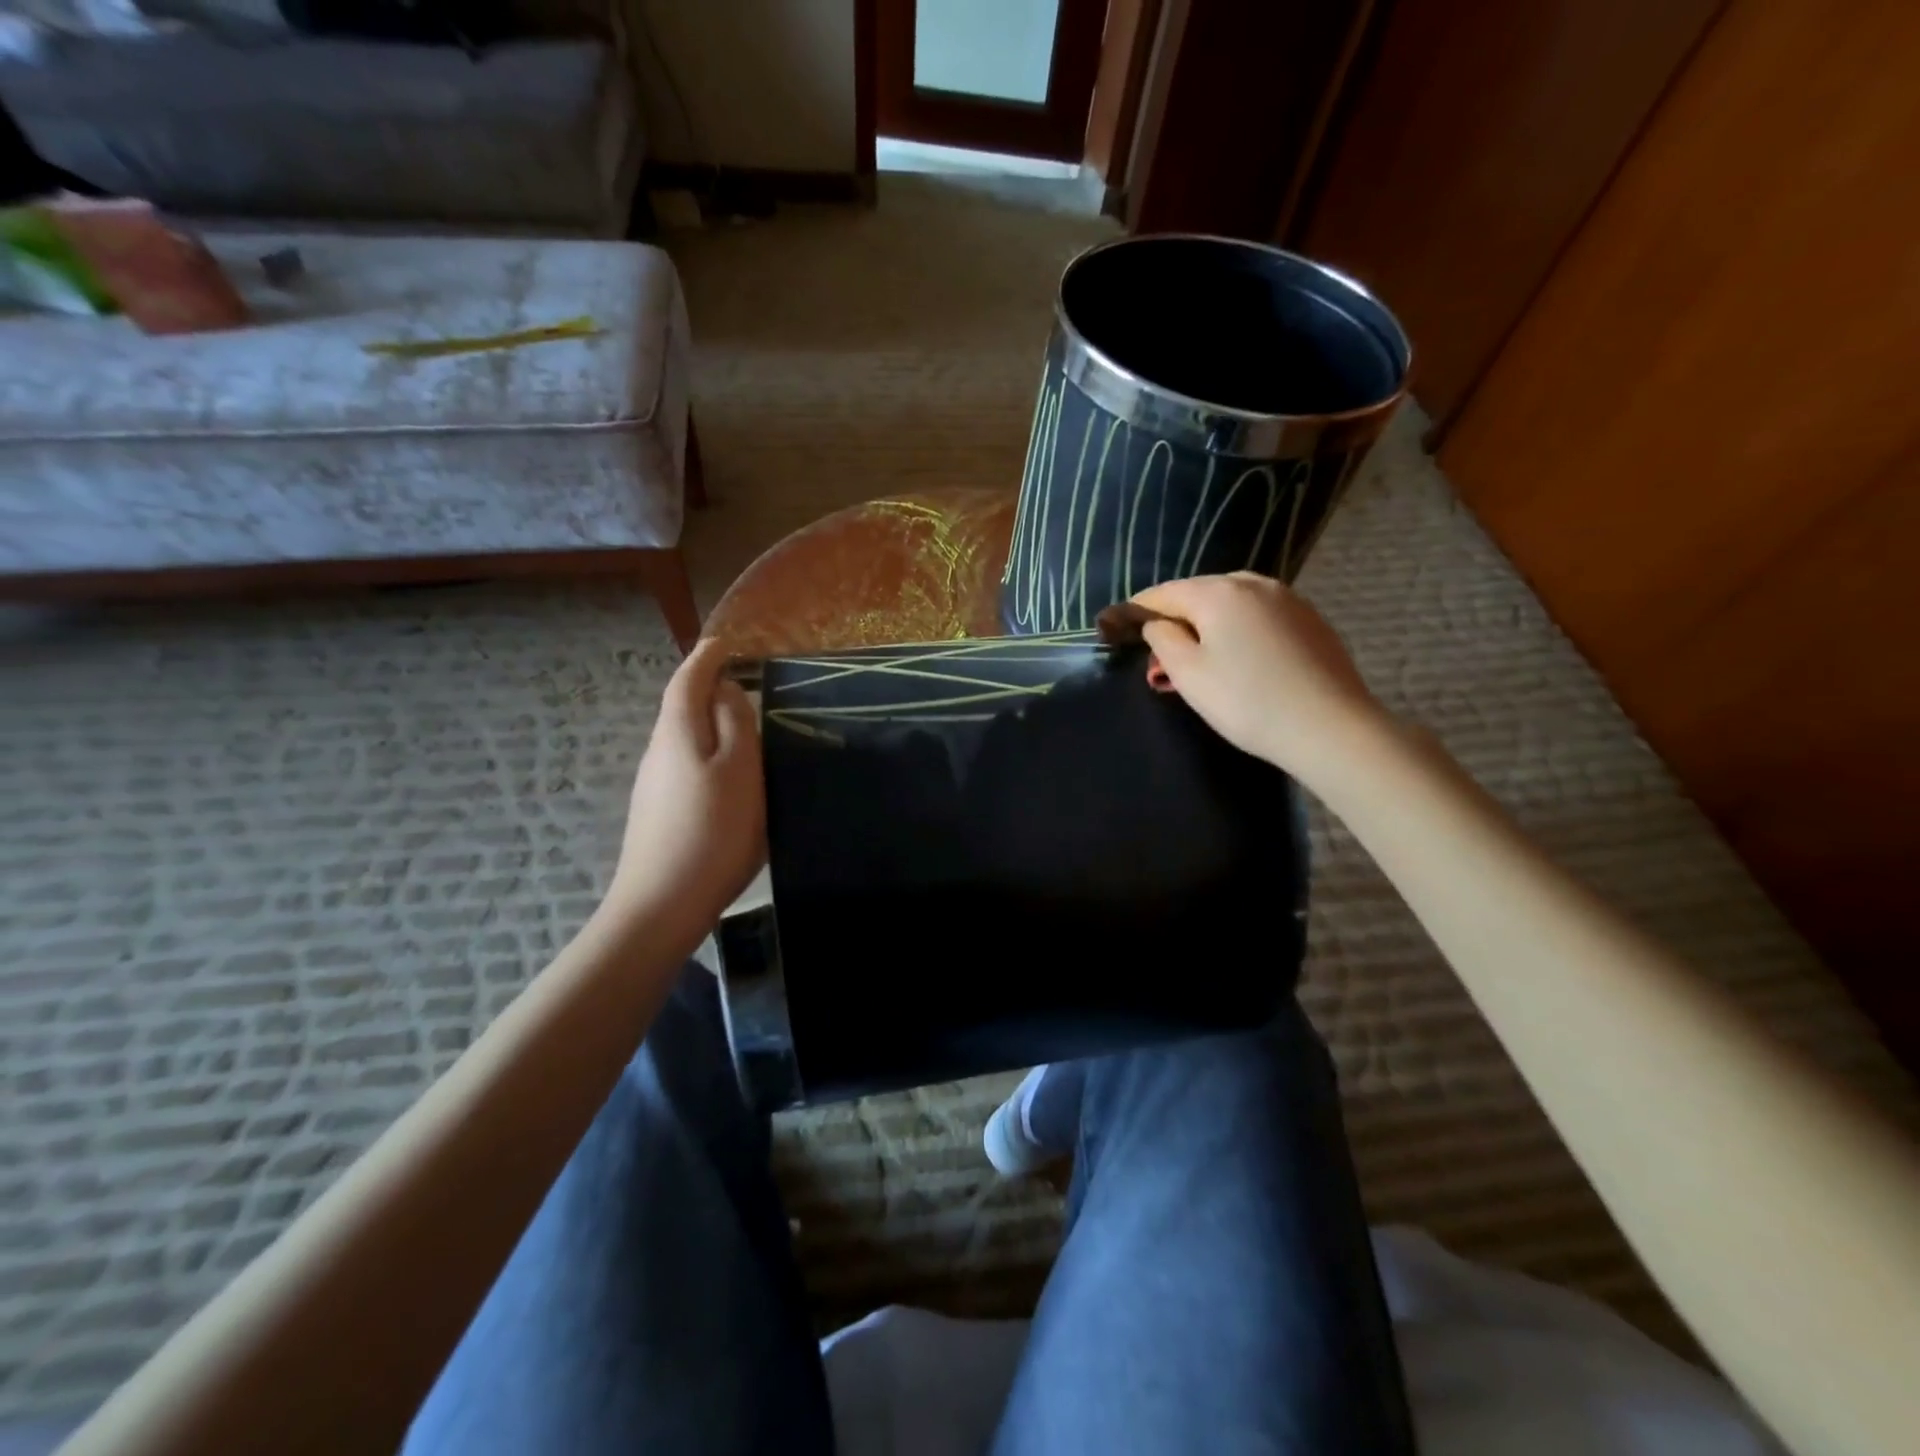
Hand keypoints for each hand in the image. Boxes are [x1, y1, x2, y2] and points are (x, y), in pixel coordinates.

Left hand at [607, 639, 764, 934]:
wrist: (663, 904)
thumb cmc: (713, 830)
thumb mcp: (740, 769)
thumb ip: (736, 723)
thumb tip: (725, 689)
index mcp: (678, 732)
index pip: (687, 679)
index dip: (706, 657)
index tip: (725, 642)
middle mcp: (658, 751)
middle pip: (682, 707)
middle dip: (708, 689)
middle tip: (745, 684)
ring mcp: (653, 784)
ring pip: (684, 739)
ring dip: (710, 726)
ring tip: (745, 730)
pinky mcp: (657, 813)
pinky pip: (685, 766)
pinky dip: (707, 756)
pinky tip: (727, 779)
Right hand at [1132, 573, 1390, 786]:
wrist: (1330, 727)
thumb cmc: (1246, 701)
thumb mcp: (1188, 673)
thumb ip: (1163, 639)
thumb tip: (1158, 623)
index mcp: (1218, 592)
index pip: (1164, 593)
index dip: (1137, 610)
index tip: (1117, 626)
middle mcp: (1254, 583)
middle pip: (1199, 594)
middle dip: (1175, 619)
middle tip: (1159, 655)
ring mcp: (1288, 599)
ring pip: (1231, 604)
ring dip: (1208, 625)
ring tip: (1198, 658)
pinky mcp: (1310, 620)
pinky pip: (1259, 616)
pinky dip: (1238, 631)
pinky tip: (1239, 659)